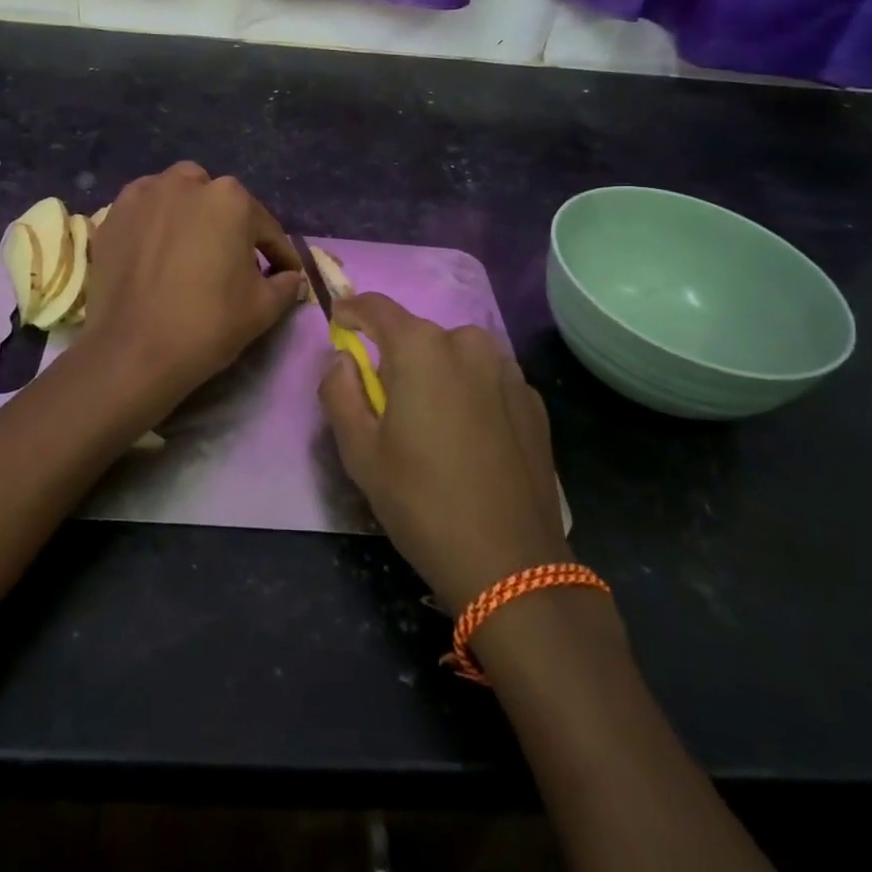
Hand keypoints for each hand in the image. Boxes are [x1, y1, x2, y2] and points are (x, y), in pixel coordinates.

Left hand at [81, 162, 307, 407]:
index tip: (283, 274)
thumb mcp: (263, 308)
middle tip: (230, 261)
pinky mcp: (113, 214)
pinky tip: (156, 252)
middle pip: (218, 201)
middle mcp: (187, 183)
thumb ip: (285, 284)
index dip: (278, 254)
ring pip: (178, 196)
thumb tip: (290, 277)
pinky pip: (145, 211)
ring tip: (190, 249)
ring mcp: (144, 194)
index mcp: (231, 199)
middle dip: (229, 225)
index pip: (265, 227)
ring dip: (189, 215)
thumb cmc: (207, 324)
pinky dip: (154, 224)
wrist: (133, 351)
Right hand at [320, 293, 569, 612]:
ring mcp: (507, 370)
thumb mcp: (359, 451)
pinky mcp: (532, 400)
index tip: (339, 323)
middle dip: (395, 356)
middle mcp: (468, 344)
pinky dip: (468, 394)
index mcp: (421, 348)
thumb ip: (339, 391)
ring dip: (434, 374)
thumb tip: (343, 359)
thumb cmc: (421, 502)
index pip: (376, 307)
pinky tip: (467, 440)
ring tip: (429, 425)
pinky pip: (485, 380)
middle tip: (384, 401)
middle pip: (417, 335)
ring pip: (454, 356)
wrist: (511, 564)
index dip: (352, 311)